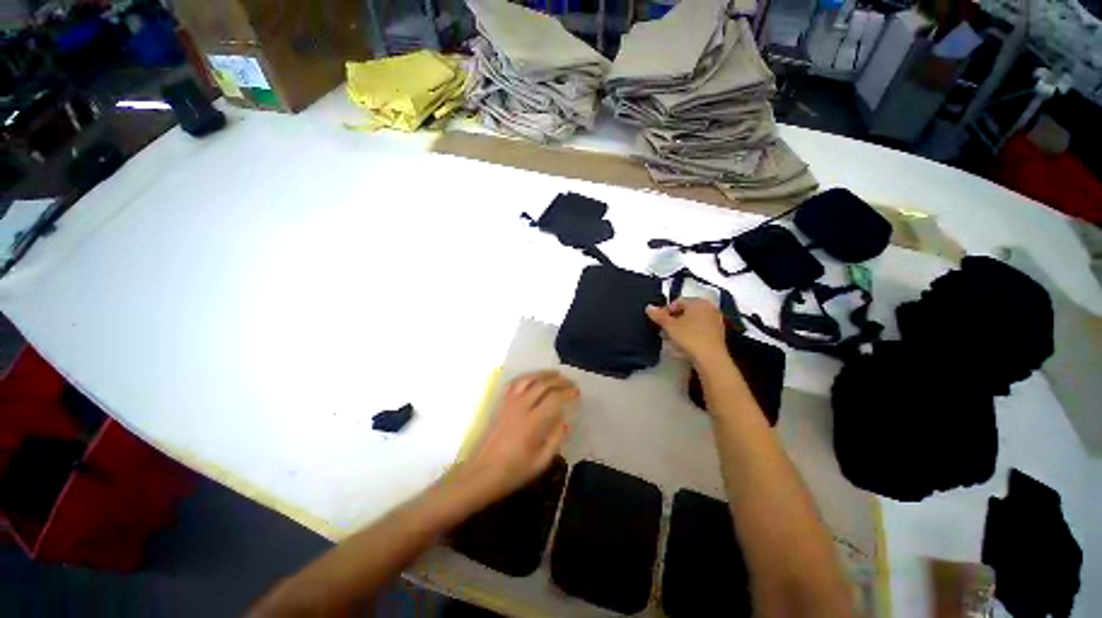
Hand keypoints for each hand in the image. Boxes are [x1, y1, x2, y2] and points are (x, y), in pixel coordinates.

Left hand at [459, 371, 577, 502]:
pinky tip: (532, 379)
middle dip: (559, 380)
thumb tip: (565, 421)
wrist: (481, 473)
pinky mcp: (500, 404)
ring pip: (528, 379)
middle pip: (542, 384)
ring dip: (543, 374)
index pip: (554, 398)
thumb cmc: (513, 471)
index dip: (568, 393)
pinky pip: (514, 384)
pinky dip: (526, 377)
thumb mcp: (540, 462)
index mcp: (532, 422)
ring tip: (555, 374)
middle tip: (571, 382)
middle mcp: (520, 407)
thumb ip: (555, 439)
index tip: (577, 393)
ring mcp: (508, 403)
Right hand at [646, 298, 728, 365]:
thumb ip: (659, 315)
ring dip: (682, 327)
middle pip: (686, 311)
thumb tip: (649, 307)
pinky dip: (691, 332)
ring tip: (672, 338)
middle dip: (674, 319)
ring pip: (693, 320)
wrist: (711, 358)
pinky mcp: (719, 332)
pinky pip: (700, 328)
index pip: (677, 302)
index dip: (665, 311)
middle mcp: (709, 307)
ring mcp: (716, 320)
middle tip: (664, 330)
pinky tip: (684, 343)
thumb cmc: (689, 337)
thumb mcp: (669, 326)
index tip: (659, 322)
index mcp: (698, 302)